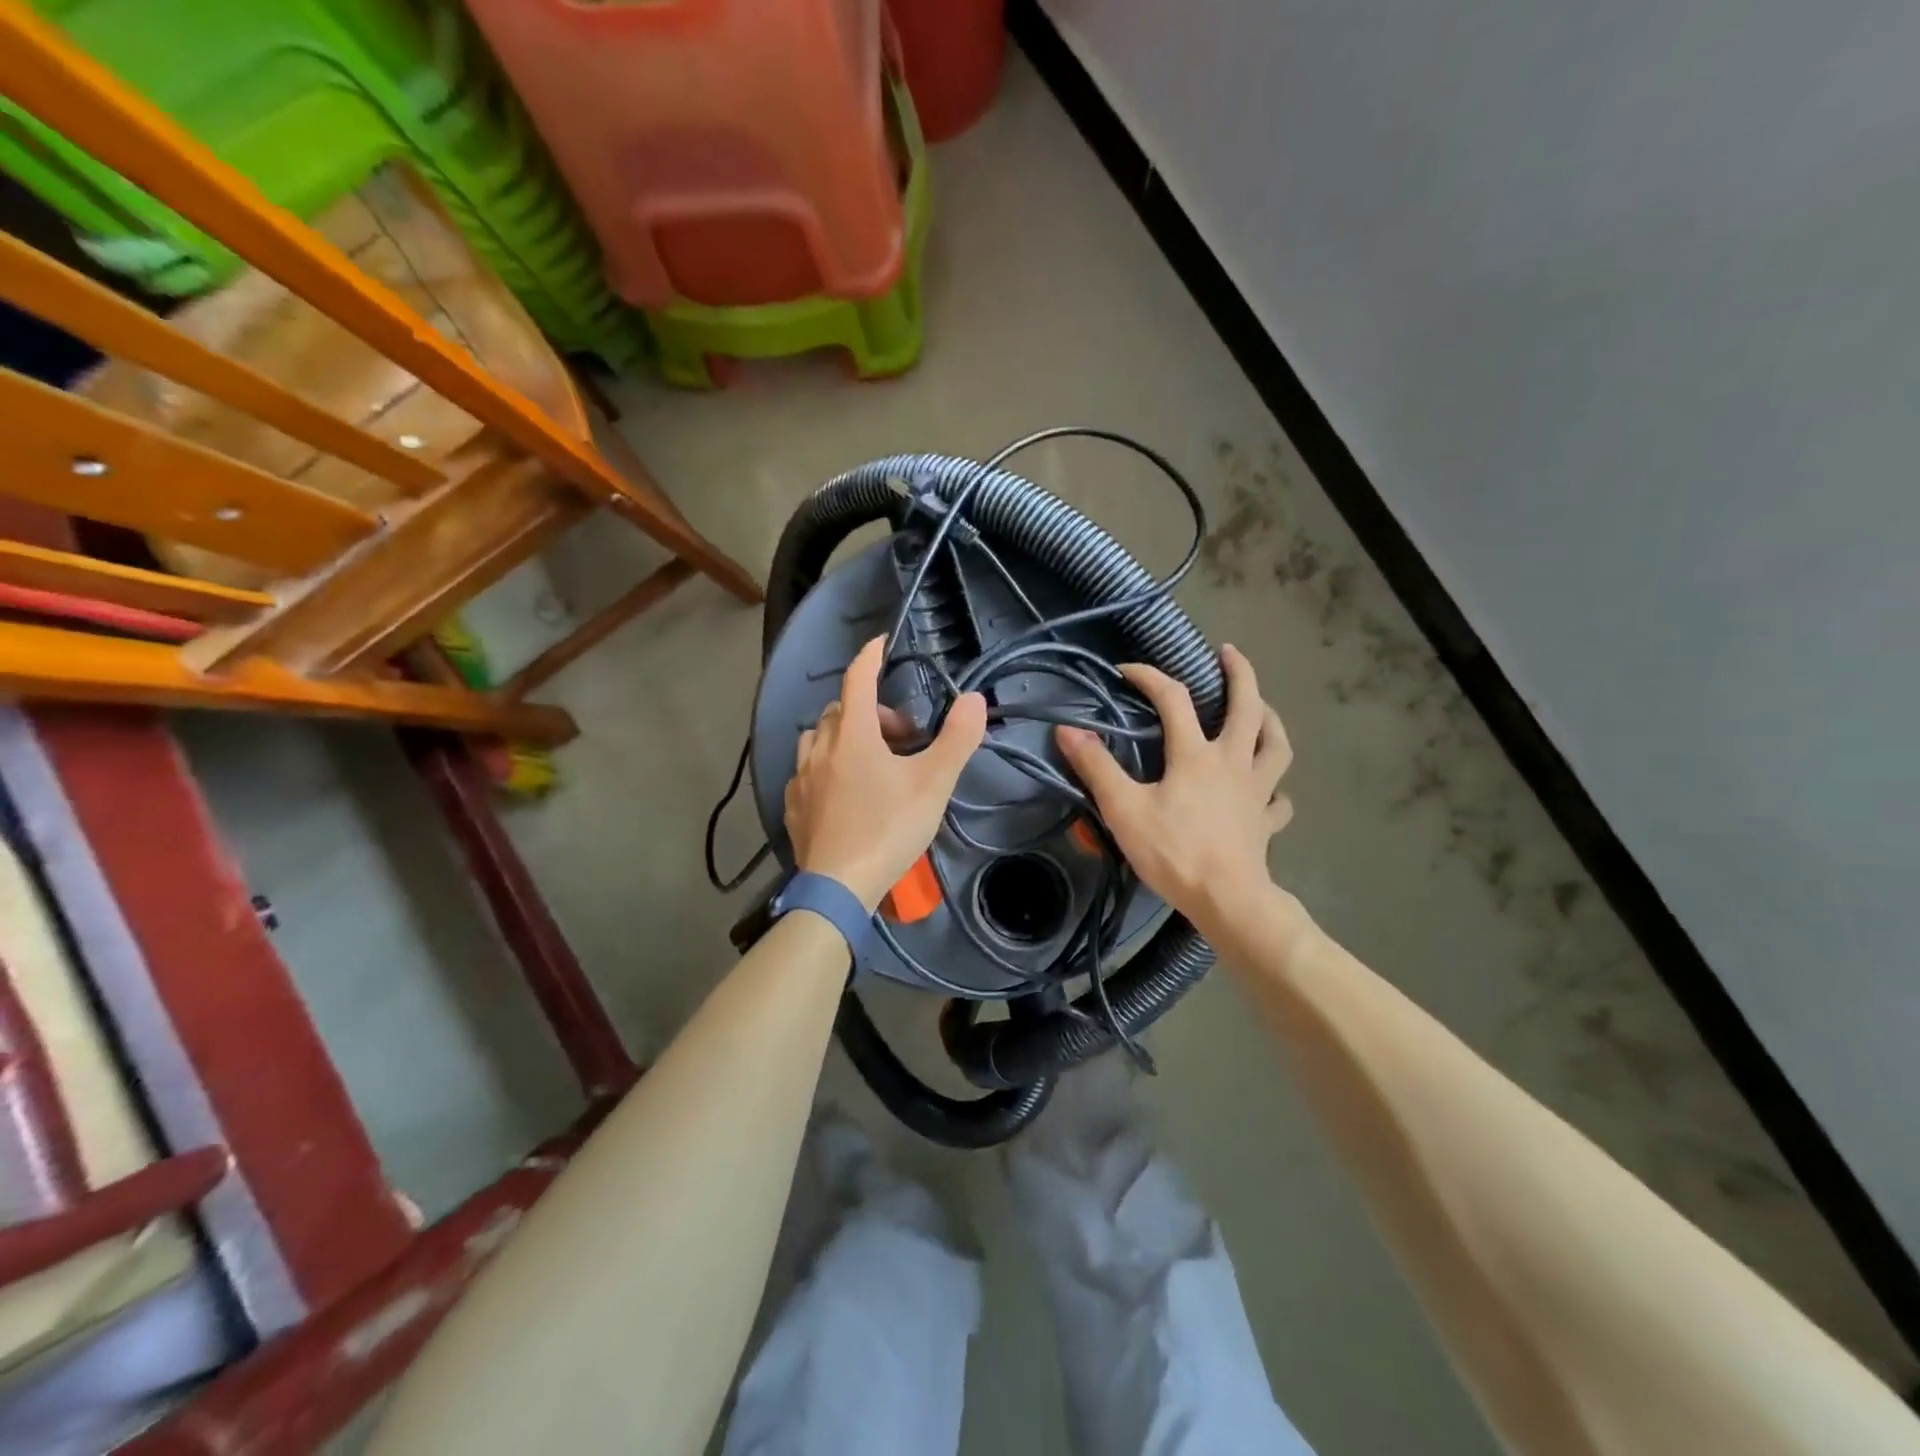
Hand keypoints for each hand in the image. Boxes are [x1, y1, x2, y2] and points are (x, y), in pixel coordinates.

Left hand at [785, 636, 987, 910]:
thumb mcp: (933, 784)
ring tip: (869, 760)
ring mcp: (800, 778)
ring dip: (843, 736)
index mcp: (852, 735)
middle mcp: (819, 748)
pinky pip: (806, 771)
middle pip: (841, 710)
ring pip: (818, 738)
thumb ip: (957, 739)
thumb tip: (974, 699)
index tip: (881, 643)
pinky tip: (841, 790)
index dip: (870, 656)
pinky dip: (825, 766)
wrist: (839, 888)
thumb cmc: (889, 829)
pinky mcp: (793, 806)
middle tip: (900, 737)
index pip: (858, 679)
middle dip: (870, 711)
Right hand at [1055, 645, 1291, 934]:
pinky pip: (1279, 799)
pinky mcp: (1267, 821)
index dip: (1149, 677)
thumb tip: (1067, 730)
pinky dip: (1275, 788)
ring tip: (1262, 708)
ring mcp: (1257, 791)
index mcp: (1196, 754)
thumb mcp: (1124, 808)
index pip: (1173, 699)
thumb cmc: (1173, 851)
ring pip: (1276, 745)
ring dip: (1270, 720)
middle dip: (1240, 674)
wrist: (1226, 899)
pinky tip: (1269, 790)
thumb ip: (1096, 767)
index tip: (1125, 670)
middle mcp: (1233, 761)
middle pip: (1247, 707)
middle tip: (1229, 653)